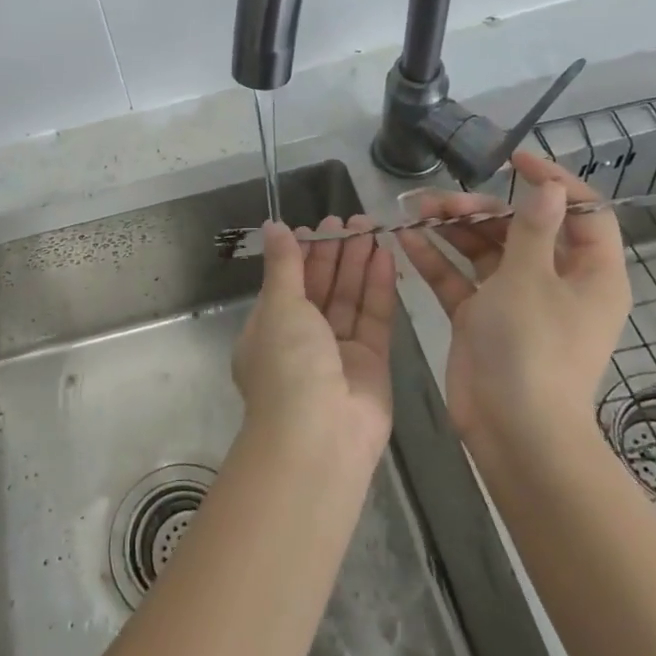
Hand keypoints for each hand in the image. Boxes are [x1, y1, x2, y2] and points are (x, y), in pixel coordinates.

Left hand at [232, 214, 394, 459]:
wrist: (319, 435)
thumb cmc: (287, 363)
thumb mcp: (279, 305)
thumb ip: (284, 265)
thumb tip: (273, 226)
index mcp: (269, 329)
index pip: (288, 282)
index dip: (304, 253)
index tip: (321, 225)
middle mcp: (301, 340)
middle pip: (321, 288)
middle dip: (336, 253)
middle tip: (354, 220)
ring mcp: (338, 353)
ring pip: (349, 299)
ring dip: (359, 264)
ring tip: (372, 227)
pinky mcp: (371, 364)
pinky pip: (373, 318)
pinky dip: (379, 287)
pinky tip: (386, 255)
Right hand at [396, 151, 630, 446]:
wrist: (512, 429)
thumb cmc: (532, 348)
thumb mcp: (531, 279)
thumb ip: (534, 228)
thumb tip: (551, 186)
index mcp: (588, 272)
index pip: (584, 212)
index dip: (555, 181)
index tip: (514, 160)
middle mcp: (555, 282)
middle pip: (521, 228)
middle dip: (480, 209)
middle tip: (441, 201)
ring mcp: (515, 301)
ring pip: (484, 250)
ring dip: (452, 228)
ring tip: (415, 210)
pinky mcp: (480, 318)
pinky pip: (459, 278)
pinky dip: (436, 259)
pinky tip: (406, 239)